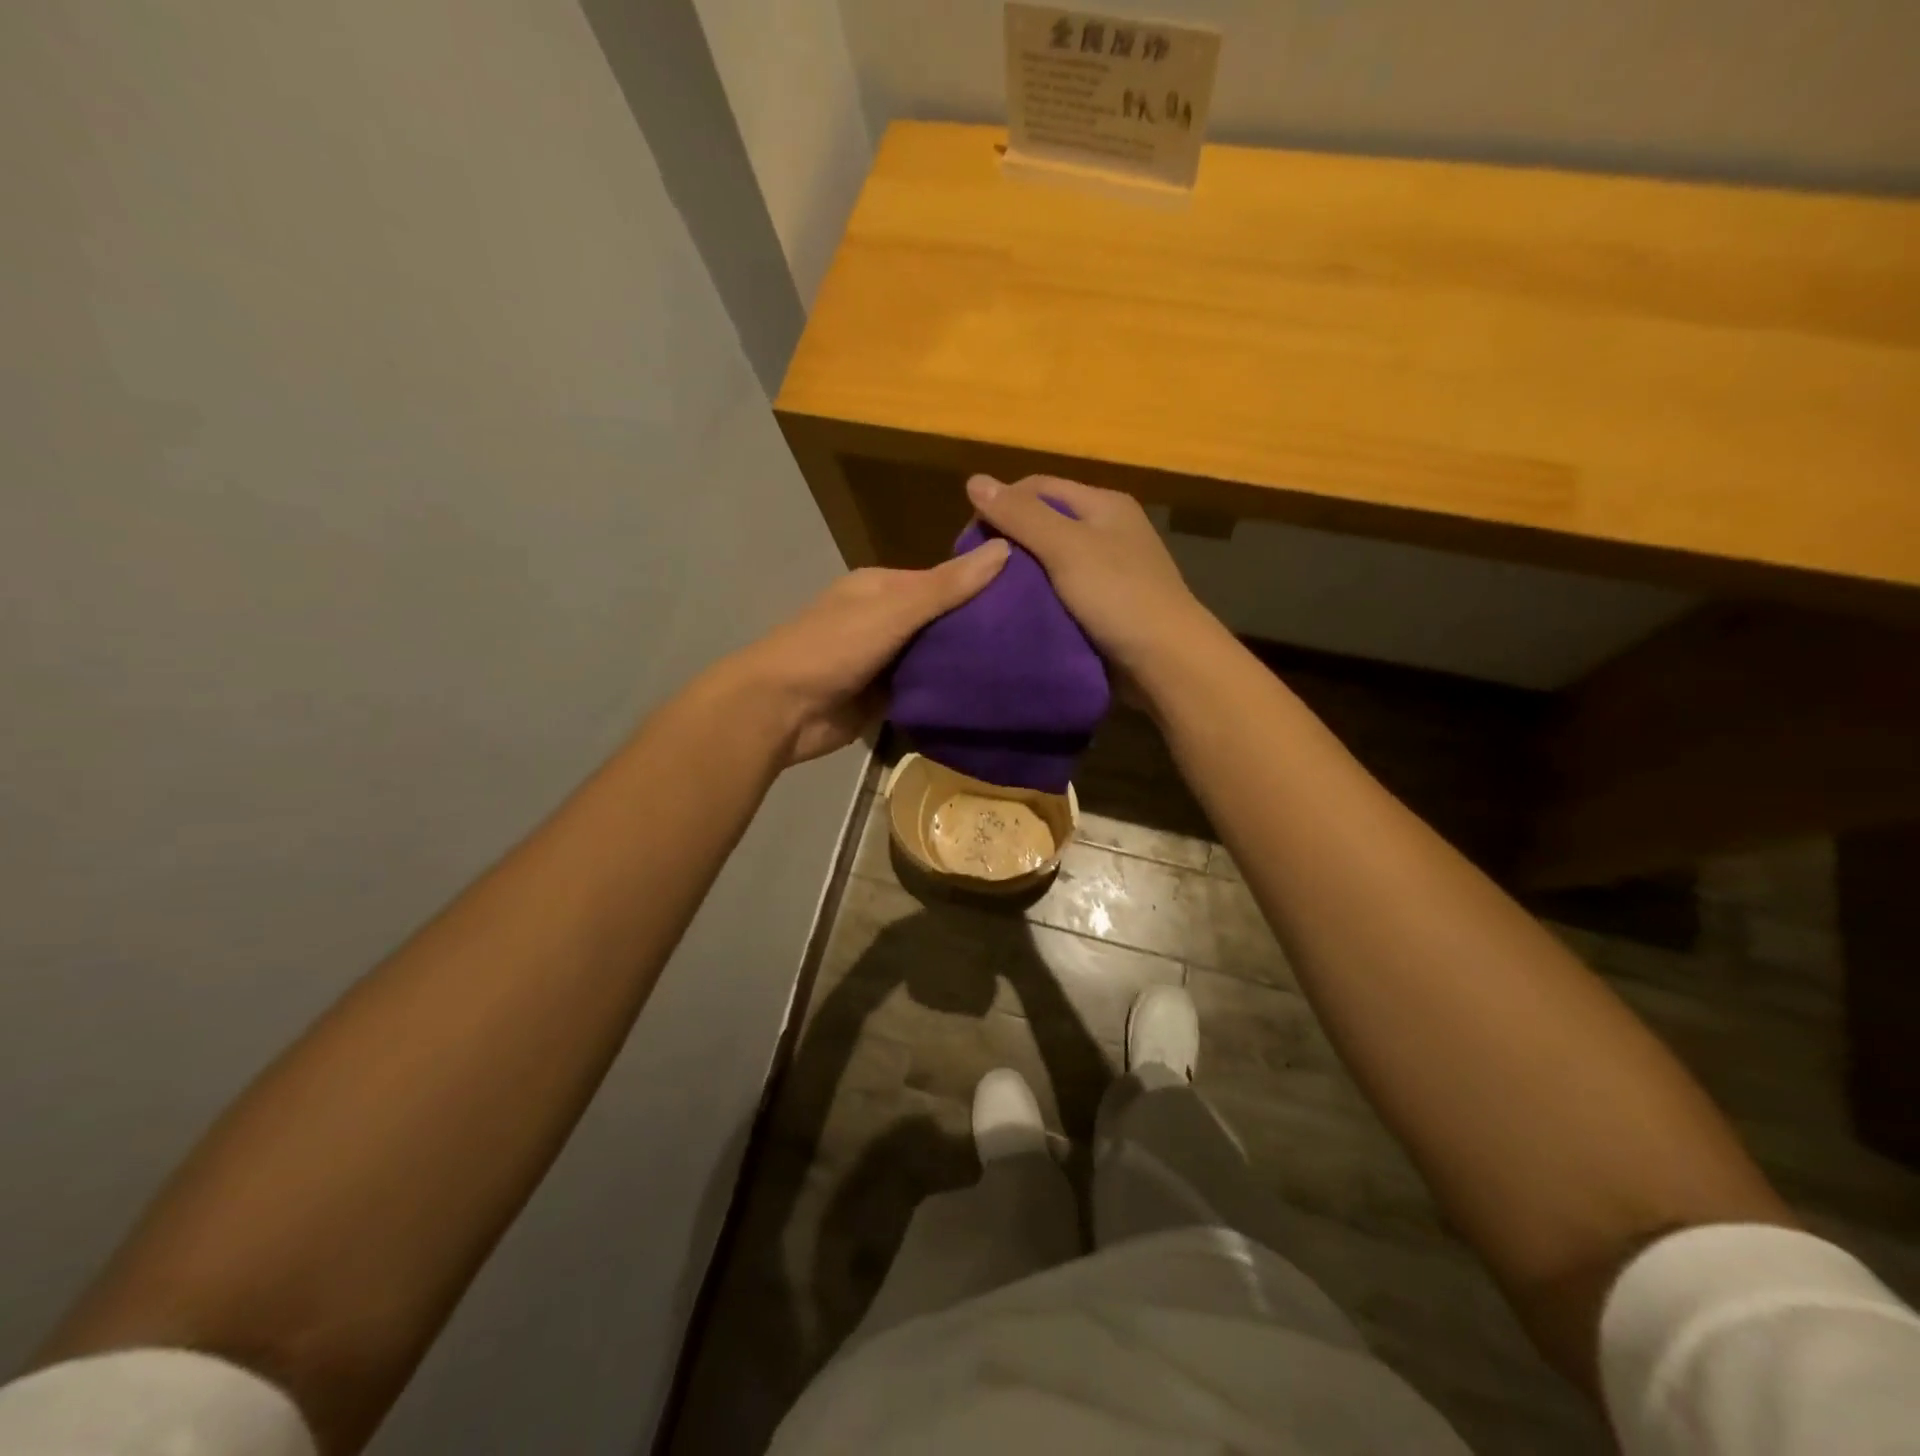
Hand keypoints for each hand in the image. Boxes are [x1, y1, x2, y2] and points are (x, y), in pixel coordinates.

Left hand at [726, 541, 1010, 763]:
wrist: (780, 711)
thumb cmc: (832, 649)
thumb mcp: (892, 611)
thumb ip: (946, 587)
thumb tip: (1004, 547)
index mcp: (882, 587)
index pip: (943, 580)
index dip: (981, 586)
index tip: (1029, 596)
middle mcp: (884, 619)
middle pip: (941, 620)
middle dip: (976, 629)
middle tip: (1035, 638)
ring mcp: (883, 661)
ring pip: (934, 657)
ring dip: (964, 663)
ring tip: (1022, 667)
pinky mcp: (883, 697)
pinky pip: (924, 690)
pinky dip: (946, 692)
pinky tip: (987, 696)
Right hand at [964, 474, 1218, 680]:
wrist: (1166, 661)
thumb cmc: (1118, 595)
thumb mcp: (1066, 547)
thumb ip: (1020, 516)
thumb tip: (974, 480)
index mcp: (1104, 505)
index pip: (1038, 488)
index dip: (1001, 504)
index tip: (969, 539)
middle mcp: (1108, 531)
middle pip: (1044, 524)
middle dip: (1009, 542)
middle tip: (976, 571)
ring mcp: (1109, 571)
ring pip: (1051, 562)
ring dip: (1021, 576)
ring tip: (989, 594)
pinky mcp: (1105, 607)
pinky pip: (1062, 594)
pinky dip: (1038, 600)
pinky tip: (1017, 615)